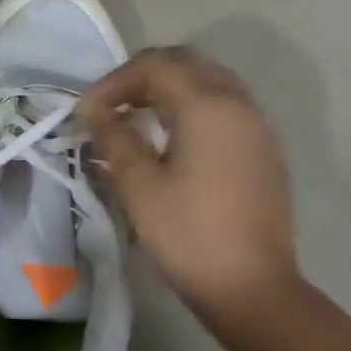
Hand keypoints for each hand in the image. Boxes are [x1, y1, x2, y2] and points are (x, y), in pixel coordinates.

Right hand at [81, 47, 298, 324]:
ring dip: (168, 88)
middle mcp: (238, 104)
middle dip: (142, 76)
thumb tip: (96, 112)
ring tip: (134, 117)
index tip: (87, 111)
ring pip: (209, 81)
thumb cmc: (189, 236)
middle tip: (110, 105)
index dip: (114, 81)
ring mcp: (257, 126)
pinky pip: (225, 106)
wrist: (252, 288)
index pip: (155, 66)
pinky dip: (192, 106)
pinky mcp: (264, 149)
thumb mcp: (140, 187)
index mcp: (208, 106)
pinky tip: (171, 138)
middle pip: (186, 63)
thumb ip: (114, 139)